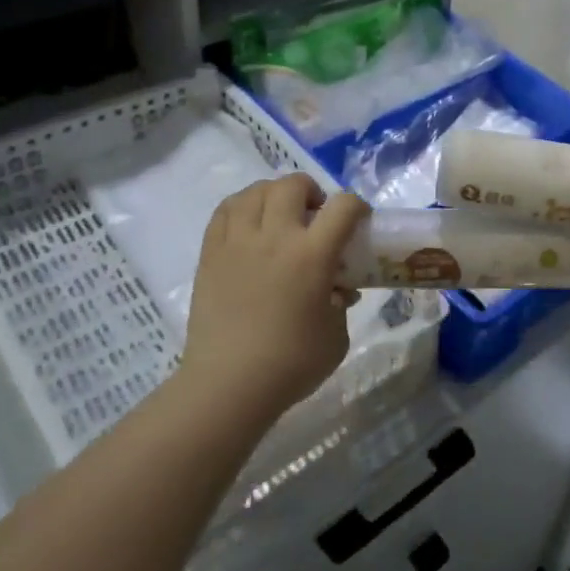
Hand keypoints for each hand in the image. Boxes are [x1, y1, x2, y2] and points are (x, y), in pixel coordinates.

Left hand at [180, 175, 369, 420]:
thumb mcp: (336, 336)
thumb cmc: (291, 364)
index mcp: (312, 255)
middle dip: (311, 191)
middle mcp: (275, 237)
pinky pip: (224, 211)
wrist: (228, 385)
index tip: (358, 221)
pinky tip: (249, 224)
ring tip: (279, 215)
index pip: (343, 206)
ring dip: (274, 194)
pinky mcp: (210, 254)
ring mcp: (238, 242)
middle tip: (315, 214)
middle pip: (292, 185)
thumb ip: (340, 304)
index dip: (357, 206)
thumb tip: (336, 290)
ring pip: (255, 191)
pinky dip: (241, 207)